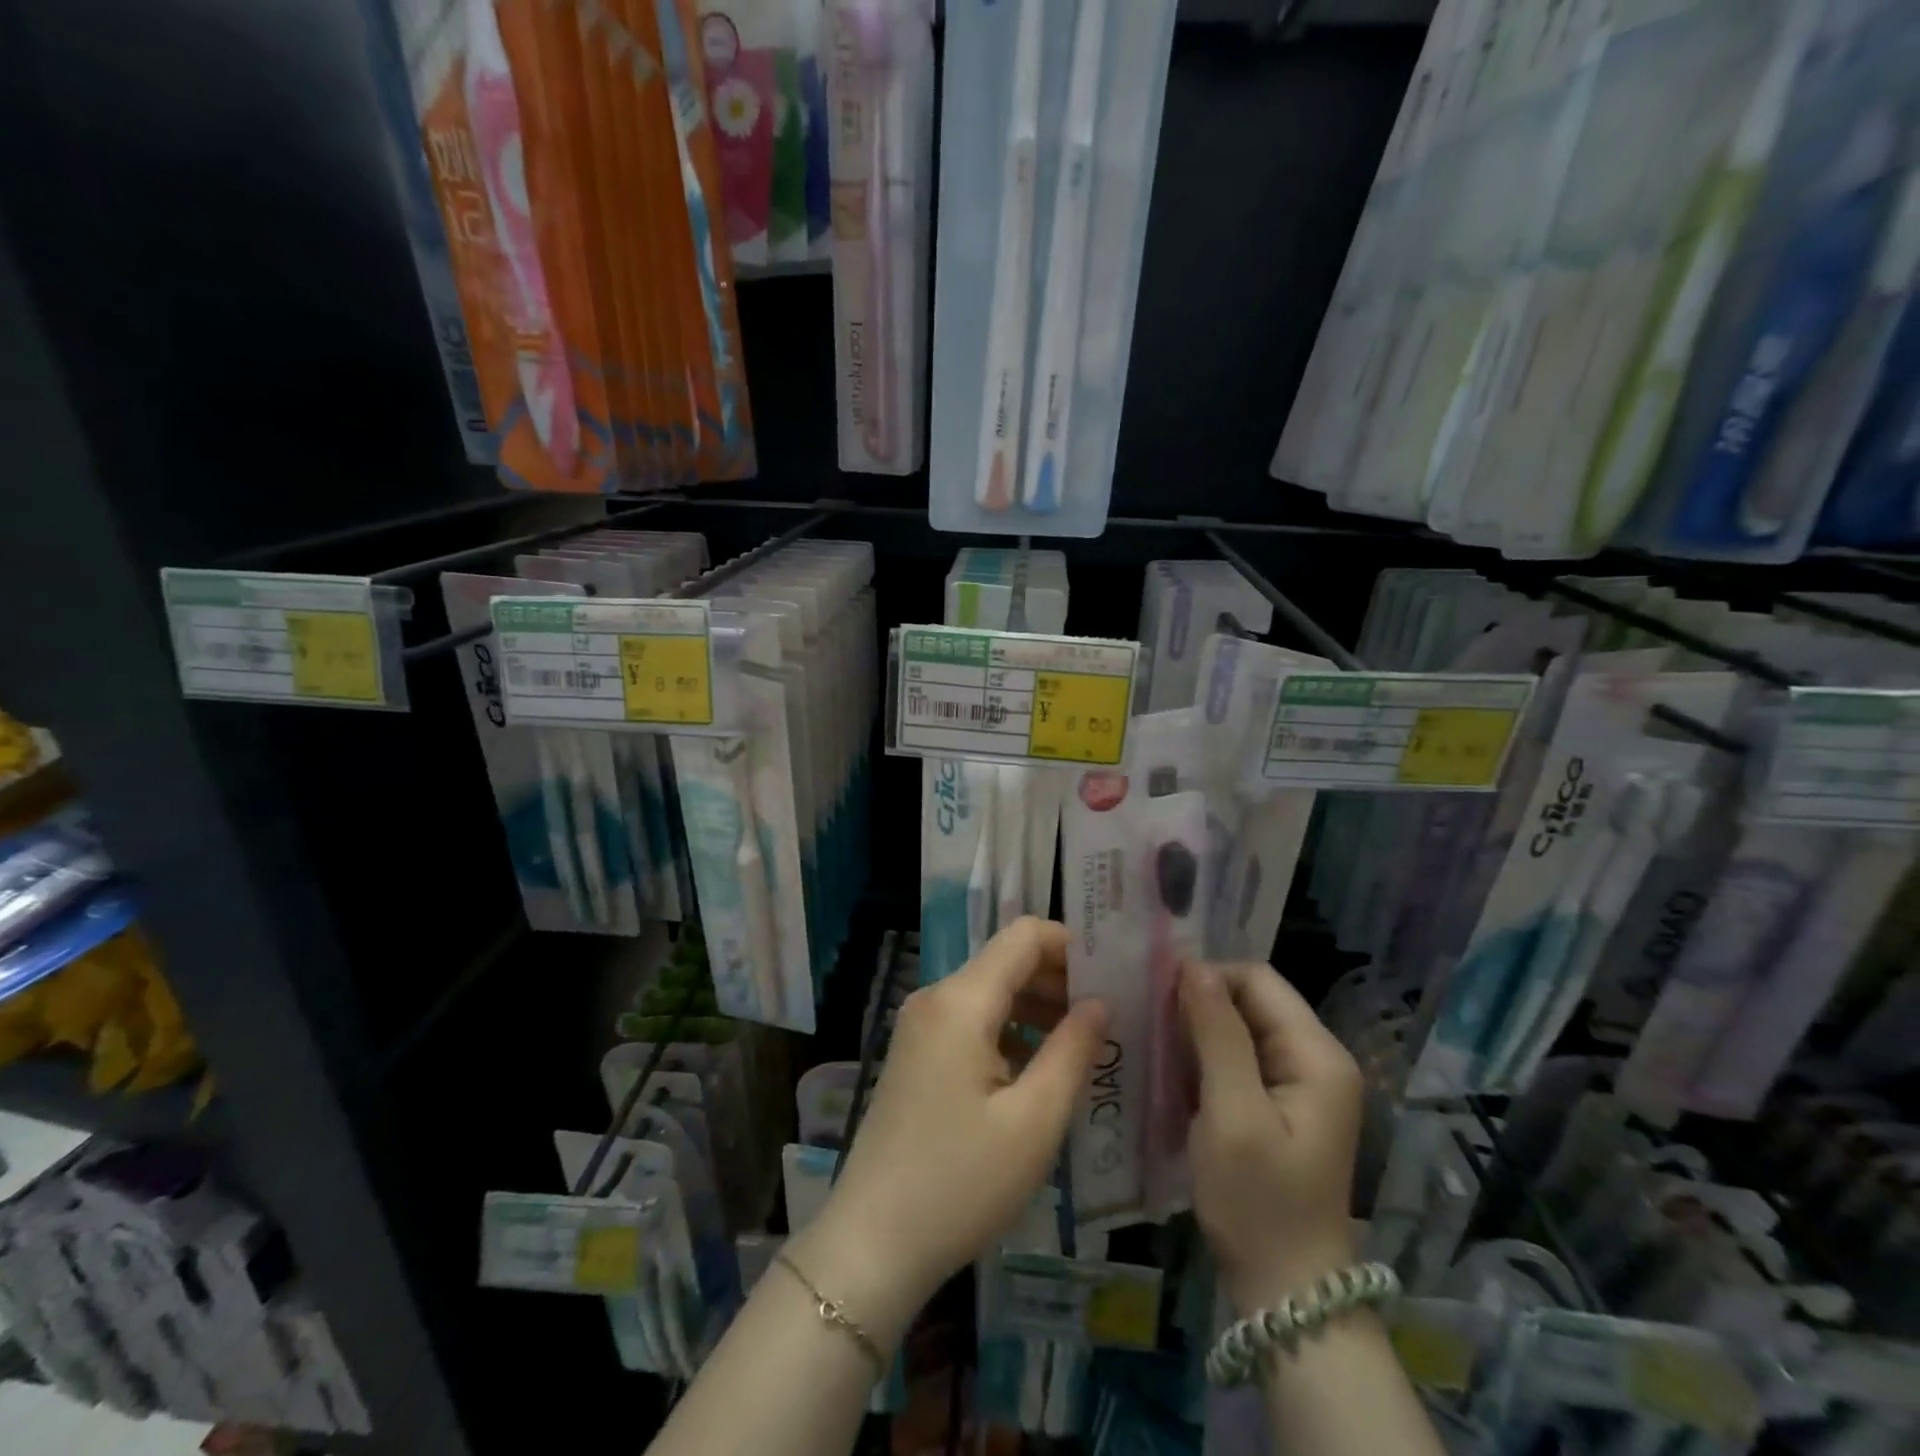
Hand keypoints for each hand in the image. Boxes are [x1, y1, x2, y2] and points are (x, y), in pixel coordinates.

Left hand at [792, 918, 1106, 1343]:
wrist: (873, 1243)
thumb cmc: (961, 1183)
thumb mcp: (1034, 1121)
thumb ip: (1073, 1050)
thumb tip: (1099, 1003)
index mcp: (960, 1001)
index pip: (1022, 936)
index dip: (1070, 945)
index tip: (1112, 975)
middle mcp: (935, 998)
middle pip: (1006, 961)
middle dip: (1058, 979)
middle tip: (1108, 1016)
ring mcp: (920, 1026)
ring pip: (990, 992)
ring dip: (1037, 1007)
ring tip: (1084, 1045)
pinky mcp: (916, 1054)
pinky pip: (971, 1021)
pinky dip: (1010, 1030)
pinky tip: (1040, 1068)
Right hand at [1181, 960, 1363, 1313]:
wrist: (1286, 1294)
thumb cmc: (1258, 1203)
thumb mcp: (1232, 1114)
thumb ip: (1217, 1034)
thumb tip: (1194, 966)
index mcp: (1317, 1055)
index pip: (1258, 979)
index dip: (1208, 978)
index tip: (1158, 998)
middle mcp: (1316, 1059)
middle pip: (1251, 1000)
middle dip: (1200, 1004)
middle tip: (1150, 1024)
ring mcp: (1301, 1084)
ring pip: (1241, 1028)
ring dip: (1198, 1032)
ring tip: (1156, 1046)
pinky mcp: (1281, 1105)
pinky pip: (1240, 1058)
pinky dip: (1206, 1058)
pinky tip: (1175, 1074)